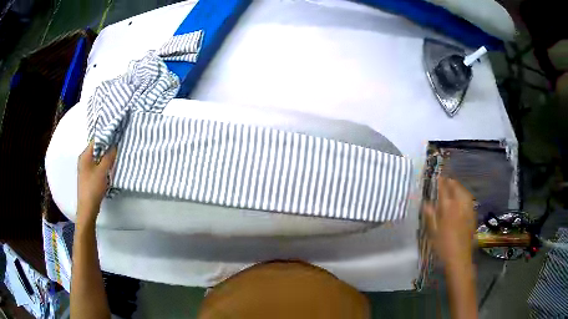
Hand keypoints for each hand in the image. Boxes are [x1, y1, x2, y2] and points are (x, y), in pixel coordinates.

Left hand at [77, 142, 116, 222]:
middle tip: (118, 147)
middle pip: (96, 149)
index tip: (116, 137)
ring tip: (115, 158)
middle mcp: (83, 159)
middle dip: (107, 148)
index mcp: (84, 155)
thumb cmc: (93, 187)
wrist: (87, 208)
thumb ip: (109, 157)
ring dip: (105, 158)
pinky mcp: (88, 176)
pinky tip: (109, 169)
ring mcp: (85, 169)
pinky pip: (96, 166)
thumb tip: (114, 145)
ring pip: (97, 158)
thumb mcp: (102, 171)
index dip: (106, 137)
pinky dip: (103, 166)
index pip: (96, 140)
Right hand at [423, 177, 476, 267]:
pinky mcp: (472, 215)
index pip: (444, 190)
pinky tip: (463, 198)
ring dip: (459, 187)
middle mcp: (459, 205)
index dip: (441, 182)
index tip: (438, 176)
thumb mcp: (433, 233)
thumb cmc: (443, 247)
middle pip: (456, 188)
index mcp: (448, 208)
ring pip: (464, 192)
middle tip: (446, 180)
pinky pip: (469, 200)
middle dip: (451, 182)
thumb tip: (426, 203)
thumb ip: (430, 216)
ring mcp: (468, 210)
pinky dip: (465, 195)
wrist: (459, 258)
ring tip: (454, 186)